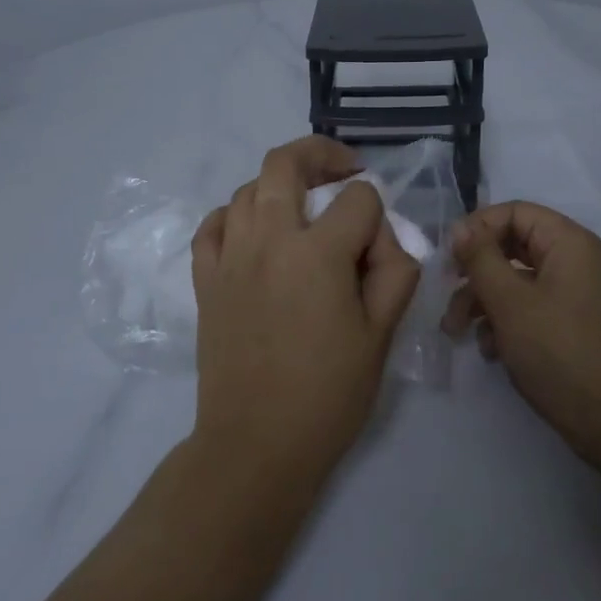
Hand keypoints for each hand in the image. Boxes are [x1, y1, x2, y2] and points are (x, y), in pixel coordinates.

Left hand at [190, 136, 420, 479]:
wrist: (256, 446)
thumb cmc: (327, 394)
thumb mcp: (382, 335)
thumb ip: (395, 271)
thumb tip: (385, 238)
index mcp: (318, 253)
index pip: (358, 198)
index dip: (378, 215)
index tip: (378, 250)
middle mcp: (269, 239)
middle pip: (286, 163)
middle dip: (321, 154)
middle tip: (343, 172)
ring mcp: (230, 257)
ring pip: (247, 188)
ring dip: (279, 186)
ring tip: (301, 209)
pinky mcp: (206, 280)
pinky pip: (212, 225)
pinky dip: (233, 215)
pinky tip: (252, 231)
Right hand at [449, 201, 600, 474]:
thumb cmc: (560, 350)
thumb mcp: (510, 301)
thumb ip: (480, 258)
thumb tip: (459, 227)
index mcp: (569, 242)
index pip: (515, 212)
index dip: (477, 228)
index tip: (448, 257)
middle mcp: (577, 260)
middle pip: (514, 246)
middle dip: (476, 271)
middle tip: (446, 293)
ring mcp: (578, 294)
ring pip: (518, 281)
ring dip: (484, 301)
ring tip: (457, 331)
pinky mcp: (574, 325)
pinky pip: (533, 307)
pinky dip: (507, 321)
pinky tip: (491, 349)